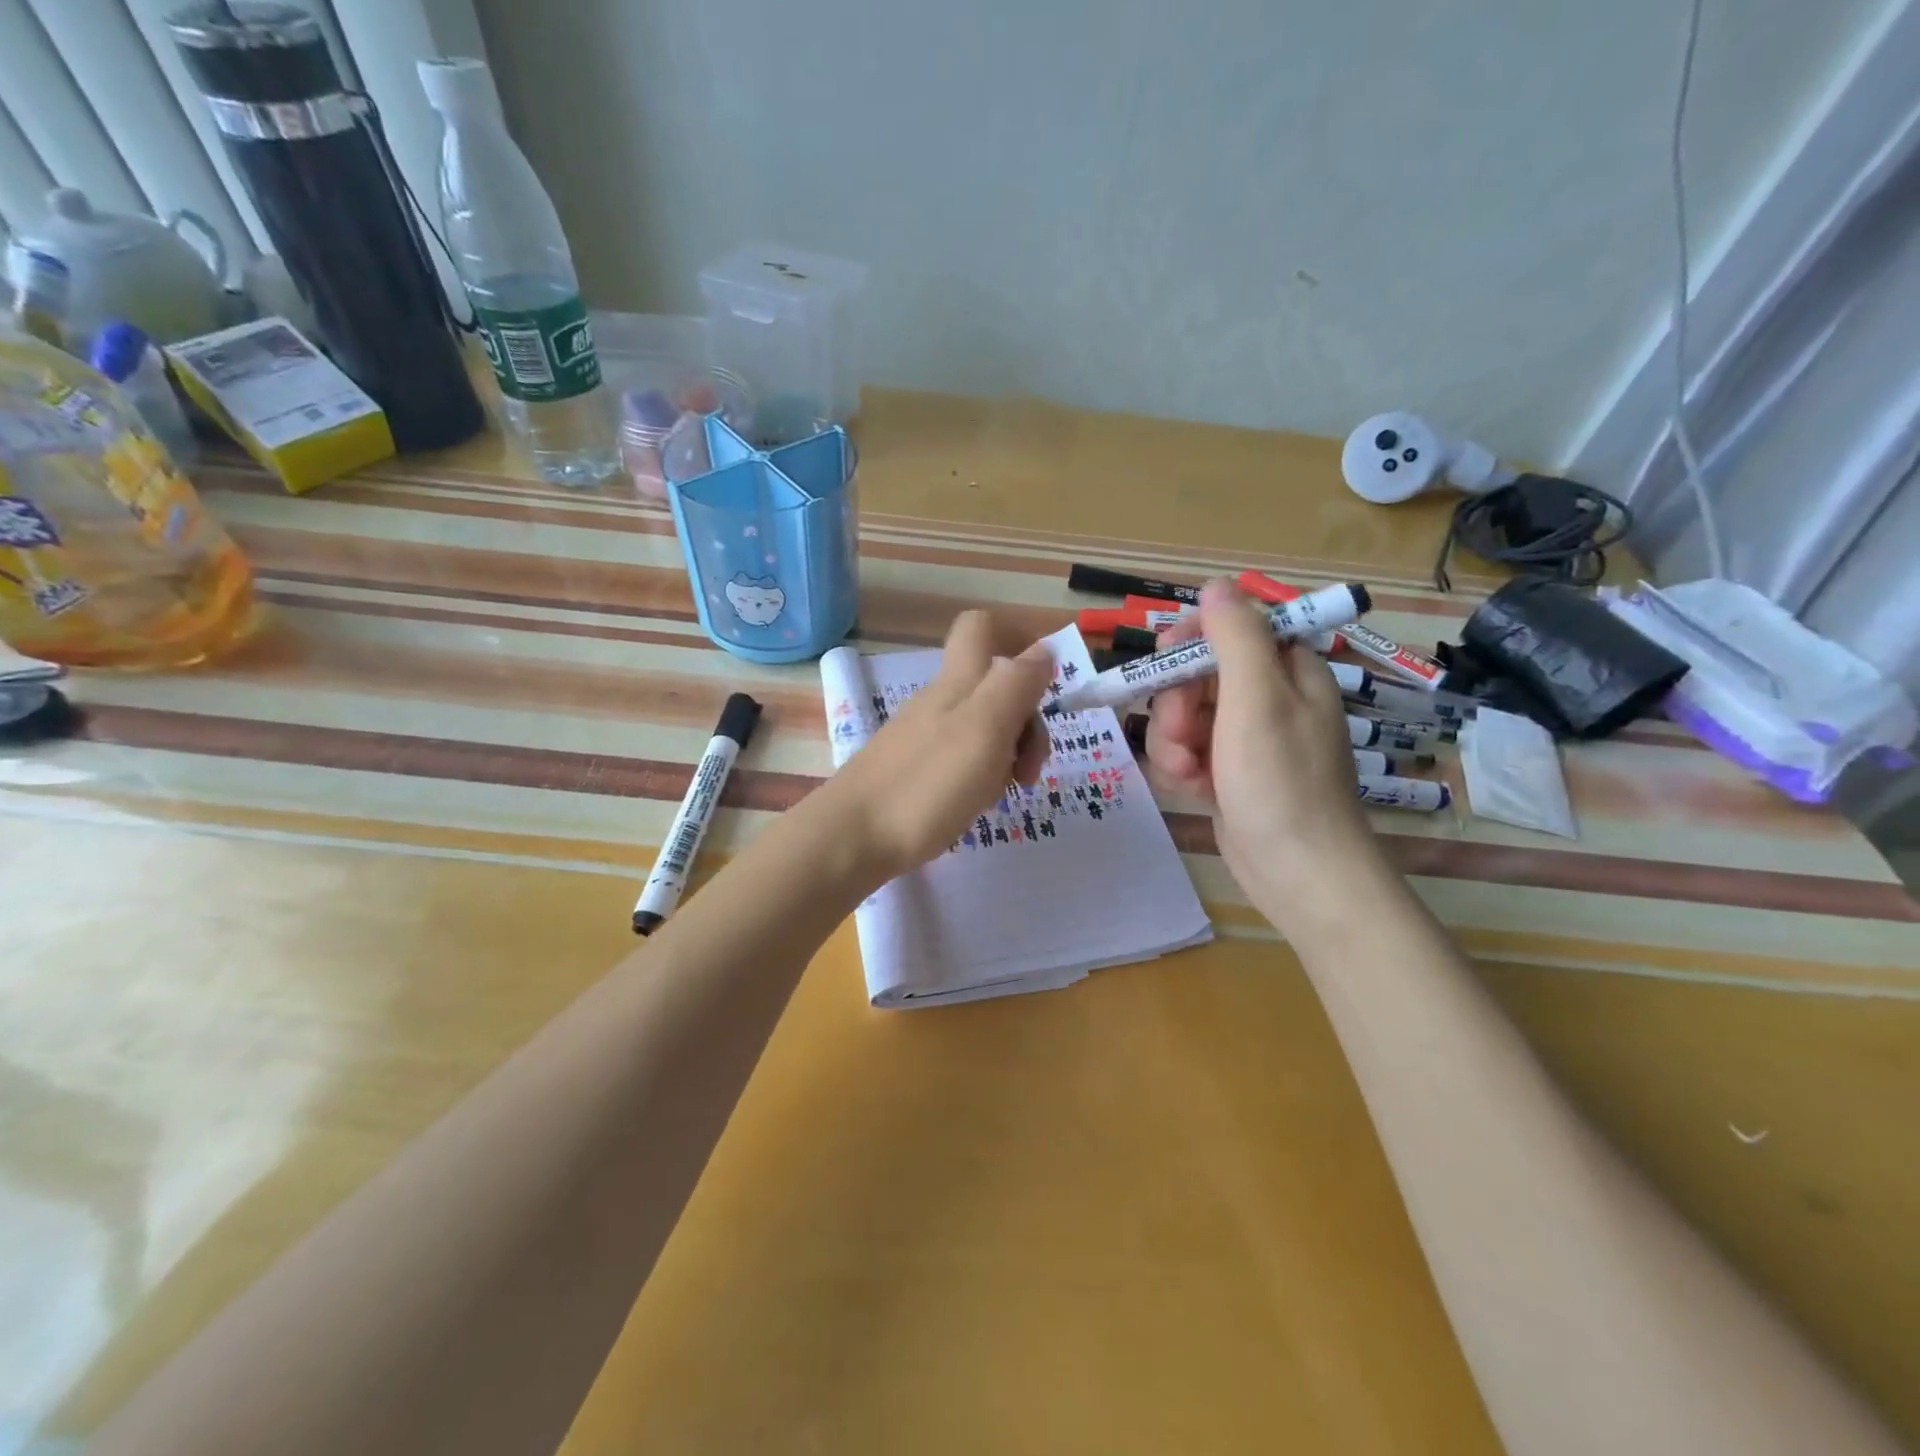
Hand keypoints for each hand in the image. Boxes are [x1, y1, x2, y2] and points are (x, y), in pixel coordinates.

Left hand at [820, 610, 1053, 885]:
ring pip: (983, 725)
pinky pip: (962, 757)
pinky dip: (981, 775)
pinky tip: (973, 804)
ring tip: (999, 794)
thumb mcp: (985, 728)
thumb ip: (1016, 684)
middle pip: (996, 685)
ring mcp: (923, 735)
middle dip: (1026, 721)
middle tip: (1028, 770)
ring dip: (1007, 754)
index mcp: (959, 682)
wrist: (851, 838)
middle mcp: (940, 700)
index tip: (1043, 686)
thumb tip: (1043, 648)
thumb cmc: (926, 784)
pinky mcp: (913, 768)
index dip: (1018, 640)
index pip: (983, 627)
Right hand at [1146, 579, 1382, 930]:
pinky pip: (1186, 751)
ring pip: (1183, 716)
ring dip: (1173, 743)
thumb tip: (1216, 585)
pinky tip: (1193, 790)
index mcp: (1287, 670)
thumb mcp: (1257, 699)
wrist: (1298, 872)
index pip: (1230, 629)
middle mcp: (1266, 698)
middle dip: (1177, 705)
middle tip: (1183, 734)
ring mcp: (1244, 738)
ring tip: (1188, 774)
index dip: (1192, 641)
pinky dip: (1181, 769)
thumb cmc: (1282, 781)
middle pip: (1197, 674)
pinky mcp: (1227, 772)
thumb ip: (1235, 637)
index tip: (1165, 661)